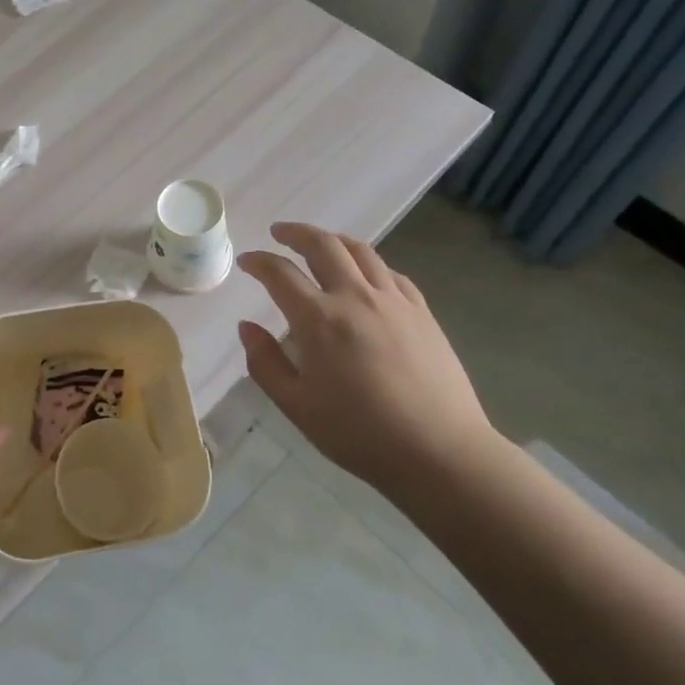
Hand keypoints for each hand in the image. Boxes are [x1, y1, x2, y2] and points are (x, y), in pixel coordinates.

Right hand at [237, 222, 495, 485]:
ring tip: (319, 242)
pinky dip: (368, 263)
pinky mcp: (421, 311)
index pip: (280, 274)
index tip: (247, 260)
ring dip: (333, 239)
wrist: (438, 451)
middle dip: (295, 233)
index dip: (258, 261)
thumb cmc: (358, 433)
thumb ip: (265, 362)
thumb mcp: (296, 406)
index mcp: (318, 320)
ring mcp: (393, 300)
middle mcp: (355, 297)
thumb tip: (246, 327)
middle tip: (279, 232)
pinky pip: (390, 272)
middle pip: (322, 245)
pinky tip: (364, 274)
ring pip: (360, 251)